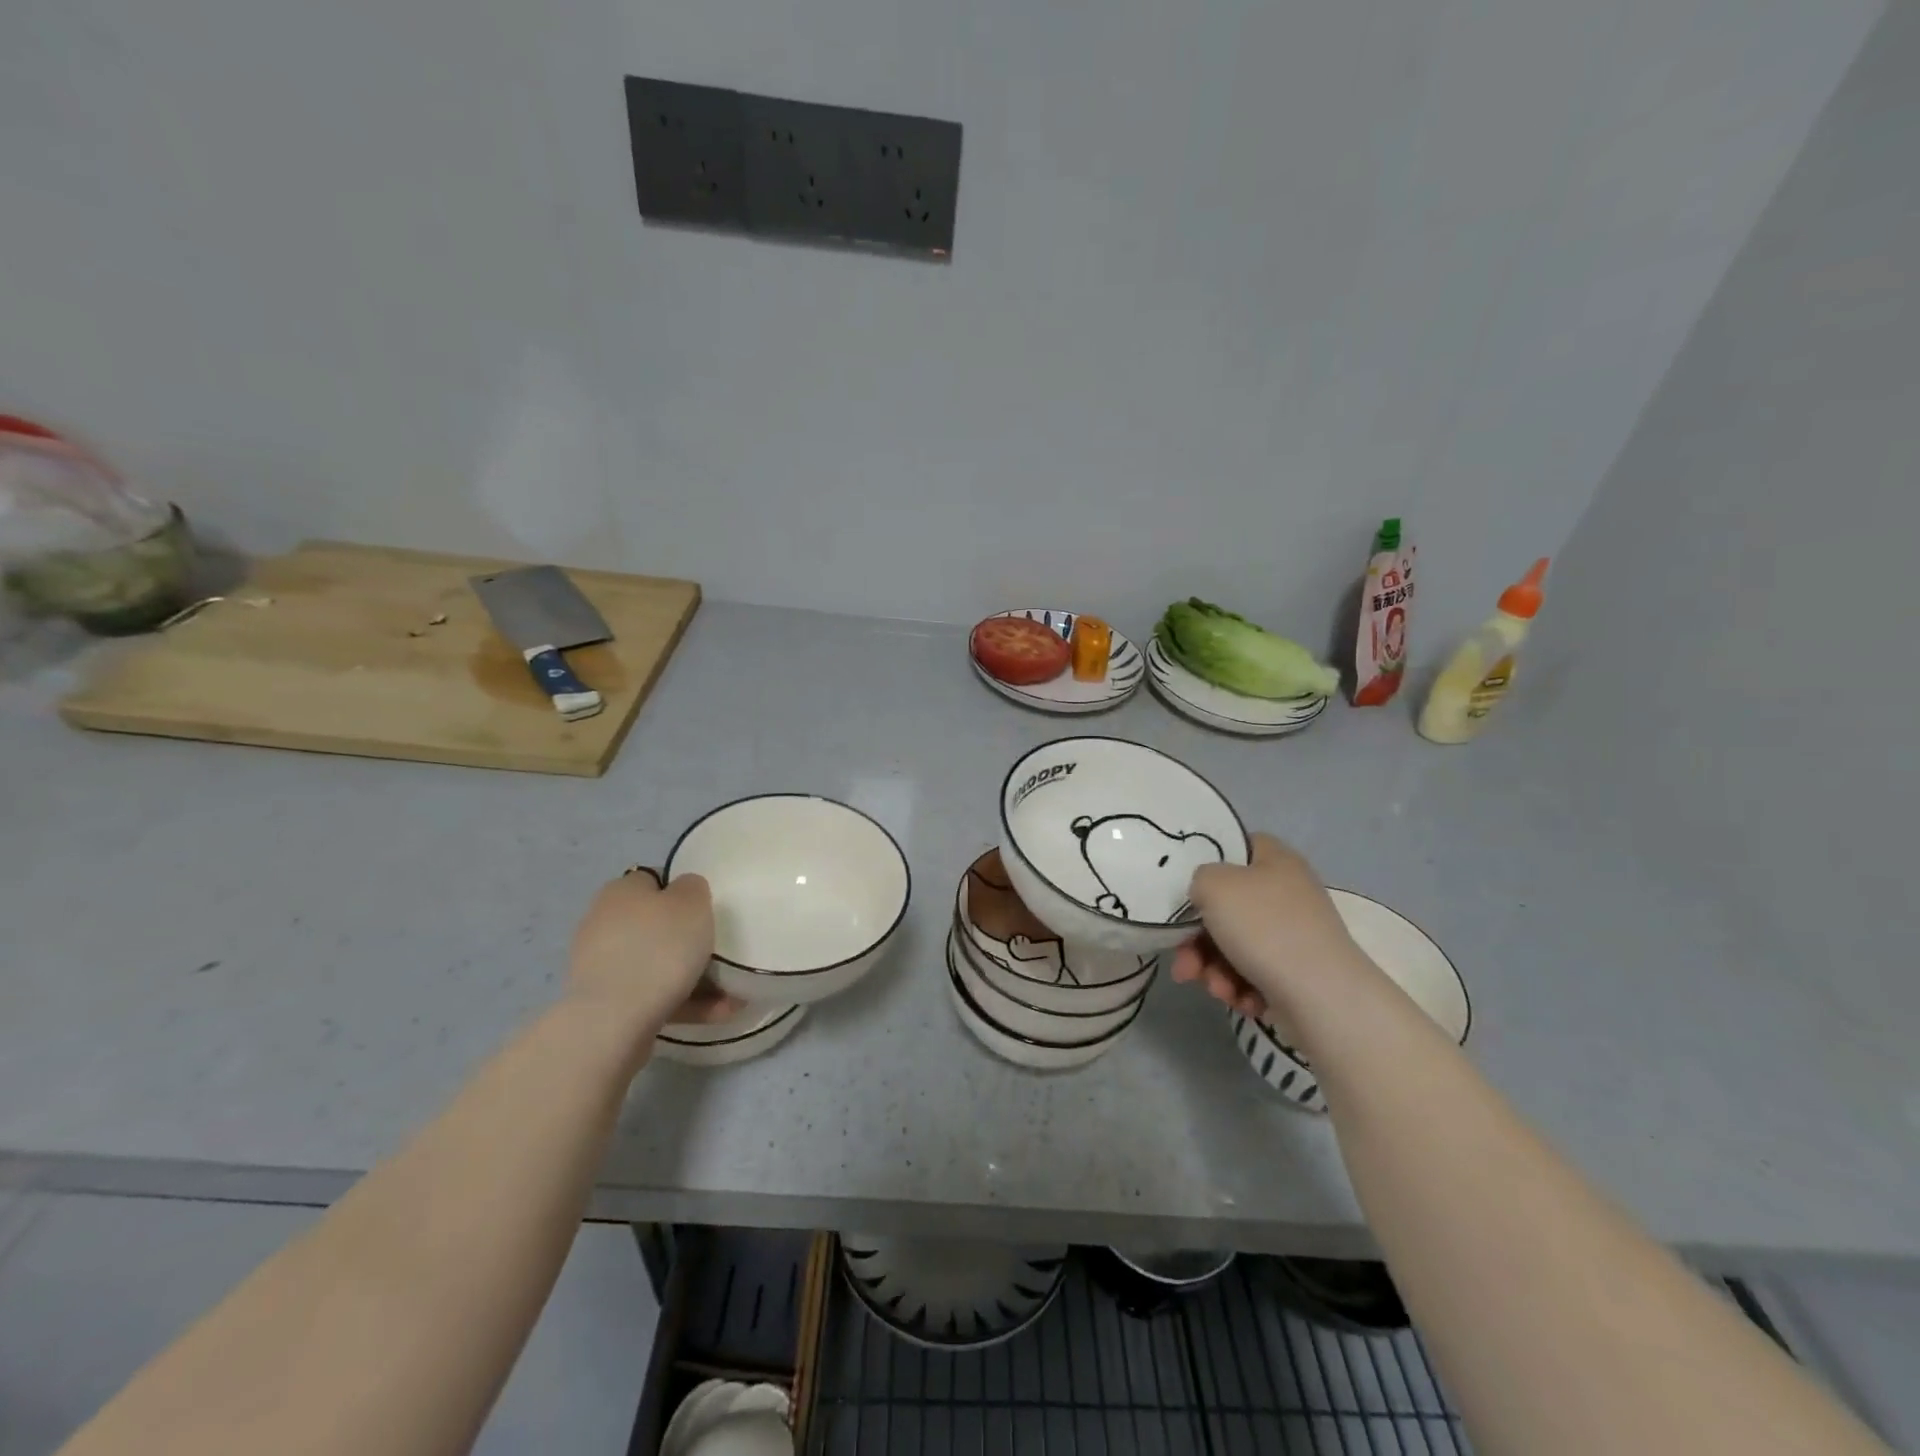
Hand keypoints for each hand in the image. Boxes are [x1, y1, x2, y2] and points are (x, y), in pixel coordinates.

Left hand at [568, 868, 740, 1034]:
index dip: (683, 892)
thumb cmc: (659, 948)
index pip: (655, 880)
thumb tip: (683, 892)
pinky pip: (652, 995)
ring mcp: (600, 965)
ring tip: (730, 996)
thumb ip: (693, 887)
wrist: (614, 1021)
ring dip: (691, 976)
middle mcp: (603, 922)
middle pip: (655, 925)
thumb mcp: (692, 902)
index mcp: (621, 891)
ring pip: (656, 963)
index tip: (708, 911)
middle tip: (719, 952)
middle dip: (687, 940)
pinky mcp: (605, 1003)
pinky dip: (683, 1001)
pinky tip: (716, 1013)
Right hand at [1171, 833, 1368, 1021]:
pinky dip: (1240, 986)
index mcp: (1275, 860)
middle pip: (1226, 907)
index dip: (1207, 866)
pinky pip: (1254, 972)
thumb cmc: (1265, 928)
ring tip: (1217, 990)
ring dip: (1214, 969)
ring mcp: (1294, 934)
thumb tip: (1206, 896)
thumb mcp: (1214, 885)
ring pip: (1234, 945)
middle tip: (1185, 965)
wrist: (1324, 998)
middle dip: (1198, 941)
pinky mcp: (1297, 972)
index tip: (1187, 893)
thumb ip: (1198, 879)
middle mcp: (1287, 892)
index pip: (1235, 848)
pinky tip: (1241, 1001)